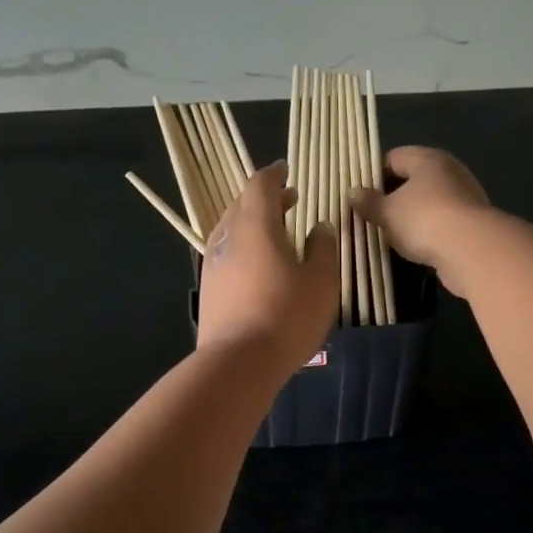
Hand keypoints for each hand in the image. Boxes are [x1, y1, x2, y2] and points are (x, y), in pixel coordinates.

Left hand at [197, 162, 337, 369]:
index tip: (286, 170)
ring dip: (254, 223)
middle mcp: (228, 237)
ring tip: (277, 232)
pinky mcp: (209, 289)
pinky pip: (227, 254)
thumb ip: (323, 248)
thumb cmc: (286, 315)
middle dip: (265, 198)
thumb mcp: (321, 280)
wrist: (238, 362)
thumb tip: (320, 226)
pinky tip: (260, 265)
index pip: (260, 186)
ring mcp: (213, 264)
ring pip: (232, 230)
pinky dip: (244, 247)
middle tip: (289, 200)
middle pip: (242, 205)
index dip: (274, 175)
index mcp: (255, 225)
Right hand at [352, 146, 494, 295]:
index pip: (394, 157)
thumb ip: (369, 202)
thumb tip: (352, 192)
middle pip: (413, 178)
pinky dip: (429, 228)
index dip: (373, 174)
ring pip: (429, 200)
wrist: (472, 250)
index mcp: (427, 159)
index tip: (360, 195)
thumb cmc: (424, 220)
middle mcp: (449, 170)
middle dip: (392, 195)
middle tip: (372, 214)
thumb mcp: (387, 212)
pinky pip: (443, 219)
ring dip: (412, 214)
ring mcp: (465, 195)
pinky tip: (417, 244)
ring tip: (391, 232)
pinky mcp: (474, 220)